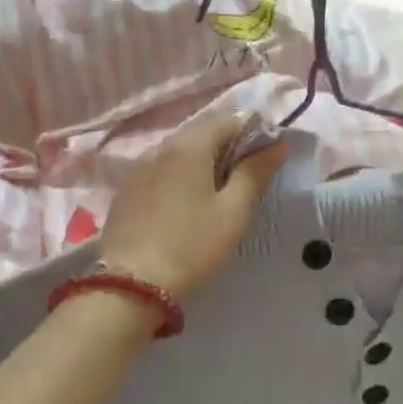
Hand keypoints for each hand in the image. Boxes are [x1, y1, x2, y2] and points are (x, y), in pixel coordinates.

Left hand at [100, 112, 289, 299]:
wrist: (130, 284)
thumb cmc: (191, 246)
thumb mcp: (232, 212)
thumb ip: (254, 173)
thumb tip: (277, 144)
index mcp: (189, 146)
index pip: (228, 119)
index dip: (254, 131)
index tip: (268, 156)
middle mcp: (160, 147)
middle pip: (201, 132)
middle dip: (228, 146)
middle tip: (247, 178)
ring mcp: (138, 168)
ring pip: (179, 152)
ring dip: (203, 162)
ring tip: (219, 192)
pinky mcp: (126, 191)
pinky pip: (160, 171)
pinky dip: (179, 177)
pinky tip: (186, 204)